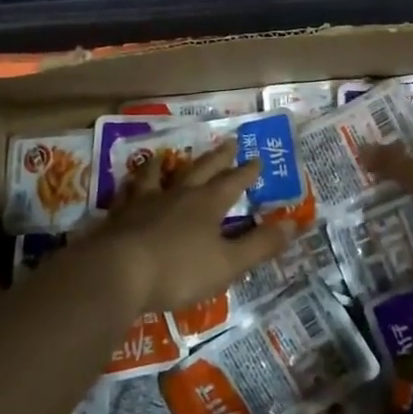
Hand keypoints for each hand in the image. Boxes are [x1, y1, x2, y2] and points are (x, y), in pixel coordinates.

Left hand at [86, 140, 295, 312]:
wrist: (117, 271)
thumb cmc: (178, 270)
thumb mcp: (228, 263)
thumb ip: (260, 244)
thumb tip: (295, 224)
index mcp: (207, 204)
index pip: (232, 182)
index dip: (247, 172)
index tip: (257, 158)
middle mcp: (177, 195)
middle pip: (200, 170)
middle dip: (217, 157)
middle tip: (228, 141)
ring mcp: (144, 202)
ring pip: (157, 175)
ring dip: (165, 165)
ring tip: (165, 155)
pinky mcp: (118, 216)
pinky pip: (127, 193)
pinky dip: (131, 185)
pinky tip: (127, 185)